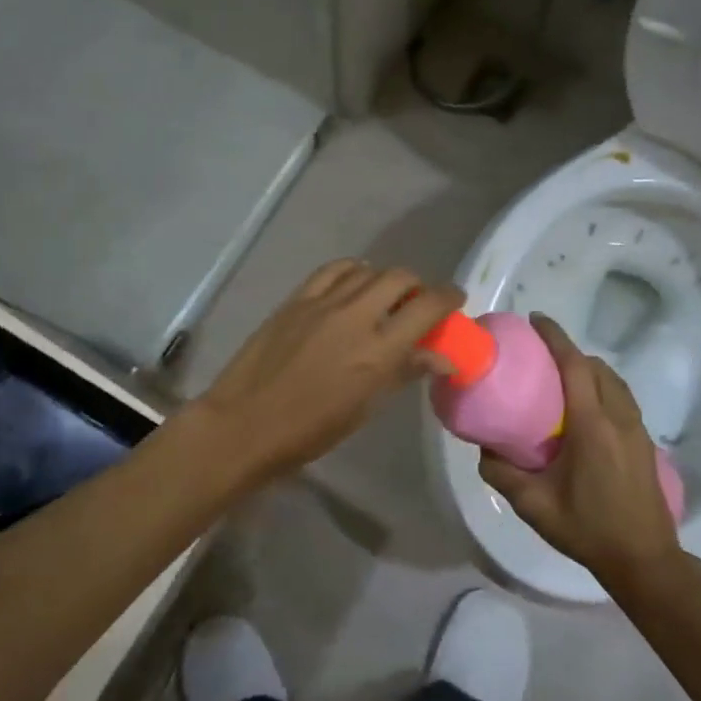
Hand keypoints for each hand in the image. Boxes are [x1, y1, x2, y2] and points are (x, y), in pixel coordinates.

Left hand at [194, 260, 463, 480]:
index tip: (455, 301)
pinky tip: (352, 284)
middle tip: (418, 304)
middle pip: (400, 278)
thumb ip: (402, 373)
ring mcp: (322, 303)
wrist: (245, 423)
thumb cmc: (309, 431)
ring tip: (383, 297)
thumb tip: (440, 358)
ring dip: (384, 279)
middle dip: (418, 286)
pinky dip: (351, 272)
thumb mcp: (364, 408)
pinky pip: (333, 270)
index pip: (427, 307)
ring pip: (367, 270)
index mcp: (378, 351)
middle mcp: (355, 316)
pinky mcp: (296, 299)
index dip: (448, 298)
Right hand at [478, 314, 689, 585]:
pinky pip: (623, 398)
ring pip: (614, 381)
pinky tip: (585, 408)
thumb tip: (484, 449)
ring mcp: (637, 430)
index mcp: (592, 426)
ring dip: (588, 369)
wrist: (644, 560)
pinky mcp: (645, 443)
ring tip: (561, 377)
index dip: (556, 338)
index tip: (536, 320)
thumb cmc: (587, 529)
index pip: (575, 367)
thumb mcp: (533, 505)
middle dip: (570, 351)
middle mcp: (618, 419)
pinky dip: (602, 387)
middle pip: (596, 367)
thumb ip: (502, 474)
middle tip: (540, 355)